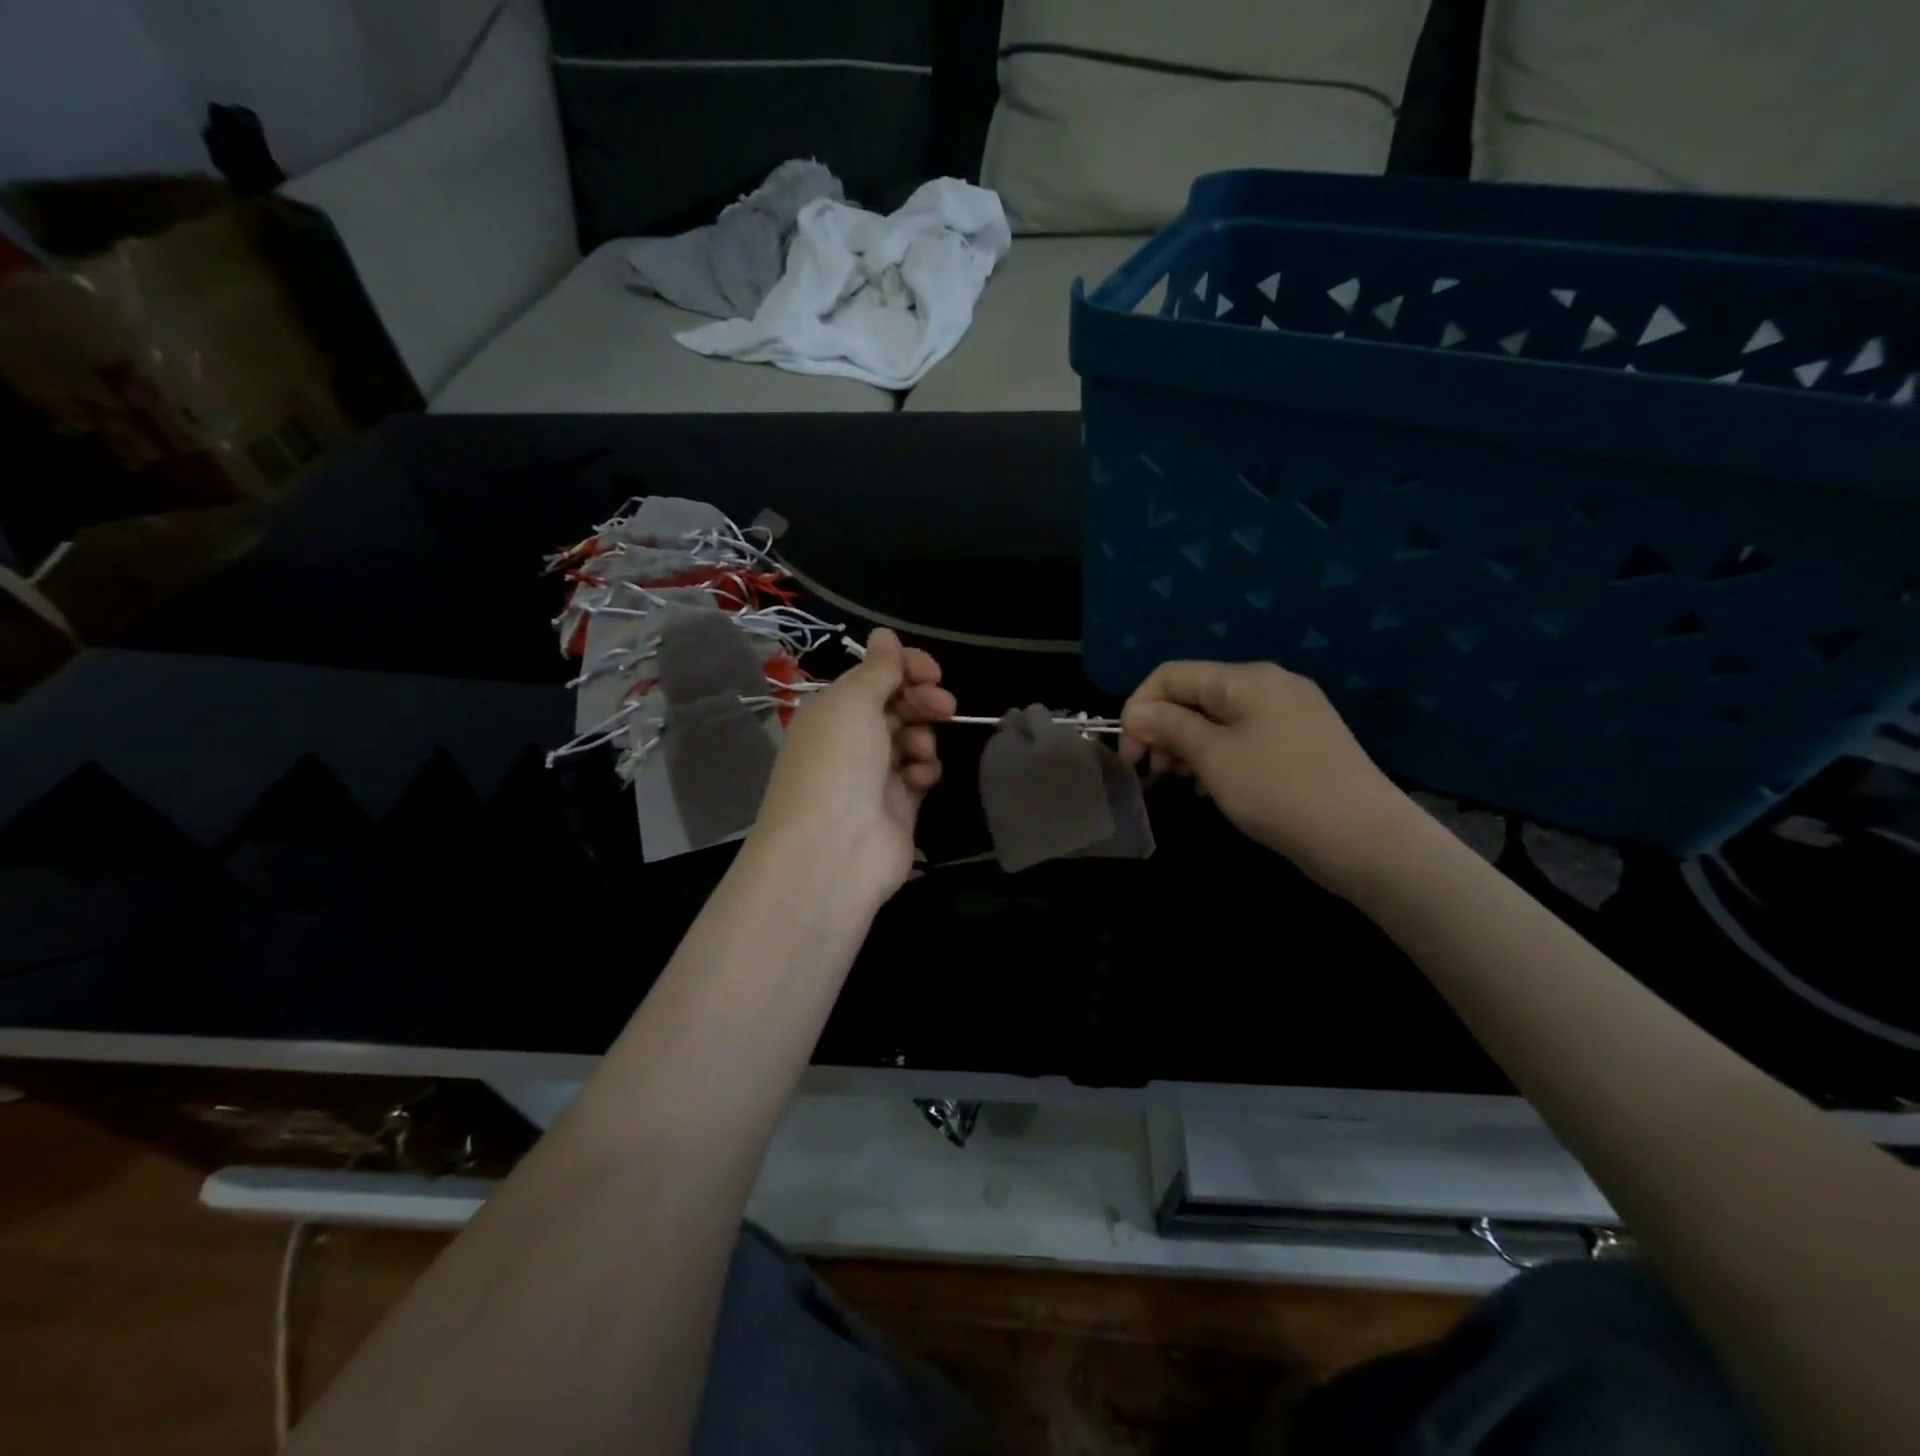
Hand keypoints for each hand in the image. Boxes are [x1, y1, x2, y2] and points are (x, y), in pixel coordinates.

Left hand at [749, 628, 955, 908]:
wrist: (832, 850)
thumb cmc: (837, 763)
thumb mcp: (853, 703)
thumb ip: (877, 670)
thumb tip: (884, 634)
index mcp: (832, 712)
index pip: (874, 678)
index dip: (905, 668)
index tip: (931, 671)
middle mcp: (850, 740)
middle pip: (897, 706)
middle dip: (922, 699)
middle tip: (943, 704)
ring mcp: (874, 775)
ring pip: (913, 739)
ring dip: (923, 736)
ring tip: (919, 751)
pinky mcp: (898, 807)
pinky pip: (920, 774)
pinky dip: (924, 770)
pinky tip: (920, 778)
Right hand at [1118, 660, 1417, 895]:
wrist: (1365, 839)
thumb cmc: (1278, 790)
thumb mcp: (1213, 756)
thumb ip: (1169, 726)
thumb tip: (1136, 712)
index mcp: (1246, 679)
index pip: (1171, 675)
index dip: (1139, 708)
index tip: (1128, 754)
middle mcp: (1269, 686)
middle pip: (1195, 695)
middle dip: (1162, 729)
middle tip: (1152, 772)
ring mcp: (1289, 715)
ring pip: (1218, 719)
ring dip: (1188, 746)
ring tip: (1181, 783)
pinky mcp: (1301, 744)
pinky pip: (1243, 739)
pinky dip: (1217, 757)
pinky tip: (1213, 787)